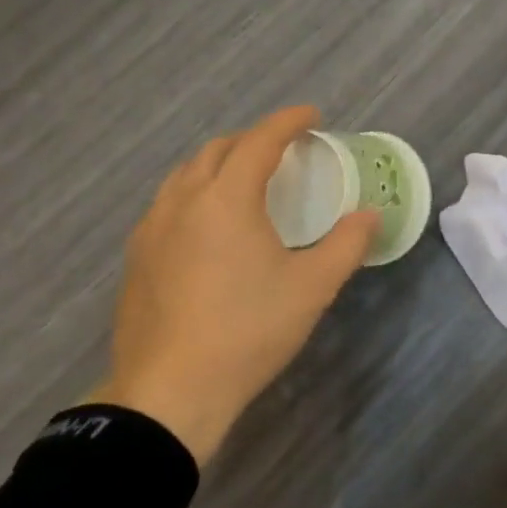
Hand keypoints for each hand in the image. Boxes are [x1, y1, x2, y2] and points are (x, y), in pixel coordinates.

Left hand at [85, 106, 377, 463]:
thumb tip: (370, 216)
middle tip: (283, 152)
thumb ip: (347, 244)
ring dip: (219, 165)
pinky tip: (207, 227)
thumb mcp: (312, 288)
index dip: (288, 122)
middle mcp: (182, 201)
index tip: (312, 116)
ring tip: (244, 182)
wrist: (170, 391)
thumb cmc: (248, 331)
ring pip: (185, 176)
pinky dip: (195, 195)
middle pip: (217, 150)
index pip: (259, 141)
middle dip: (252, 140)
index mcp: (225, 199)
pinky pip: (167, 205)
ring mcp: (151, 229)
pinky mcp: (136, 258)